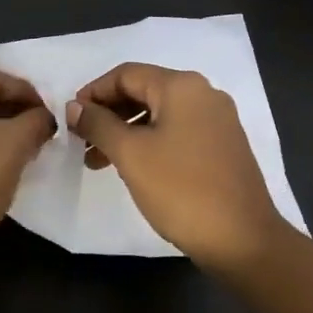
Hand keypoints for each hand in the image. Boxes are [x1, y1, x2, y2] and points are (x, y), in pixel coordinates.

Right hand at [66, 63, 288, 270]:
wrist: (242, 238)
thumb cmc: (181, 190)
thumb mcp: (131, 154)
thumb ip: (99, 124)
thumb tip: (75, 107)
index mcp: (182, 87)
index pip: (126, 74)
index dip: (93, 92)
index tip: (70, 118)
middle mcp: (204, 94)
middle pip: (144, 91)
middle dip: (108, 114)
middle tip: (81, 142)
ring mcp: (218, 121)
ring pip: (159, 115)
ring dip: (125, 132)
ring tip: (98, 162)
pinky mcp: (223, 146)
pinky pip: (177, 132)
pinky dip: (150, 143)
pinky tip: (133, 168)